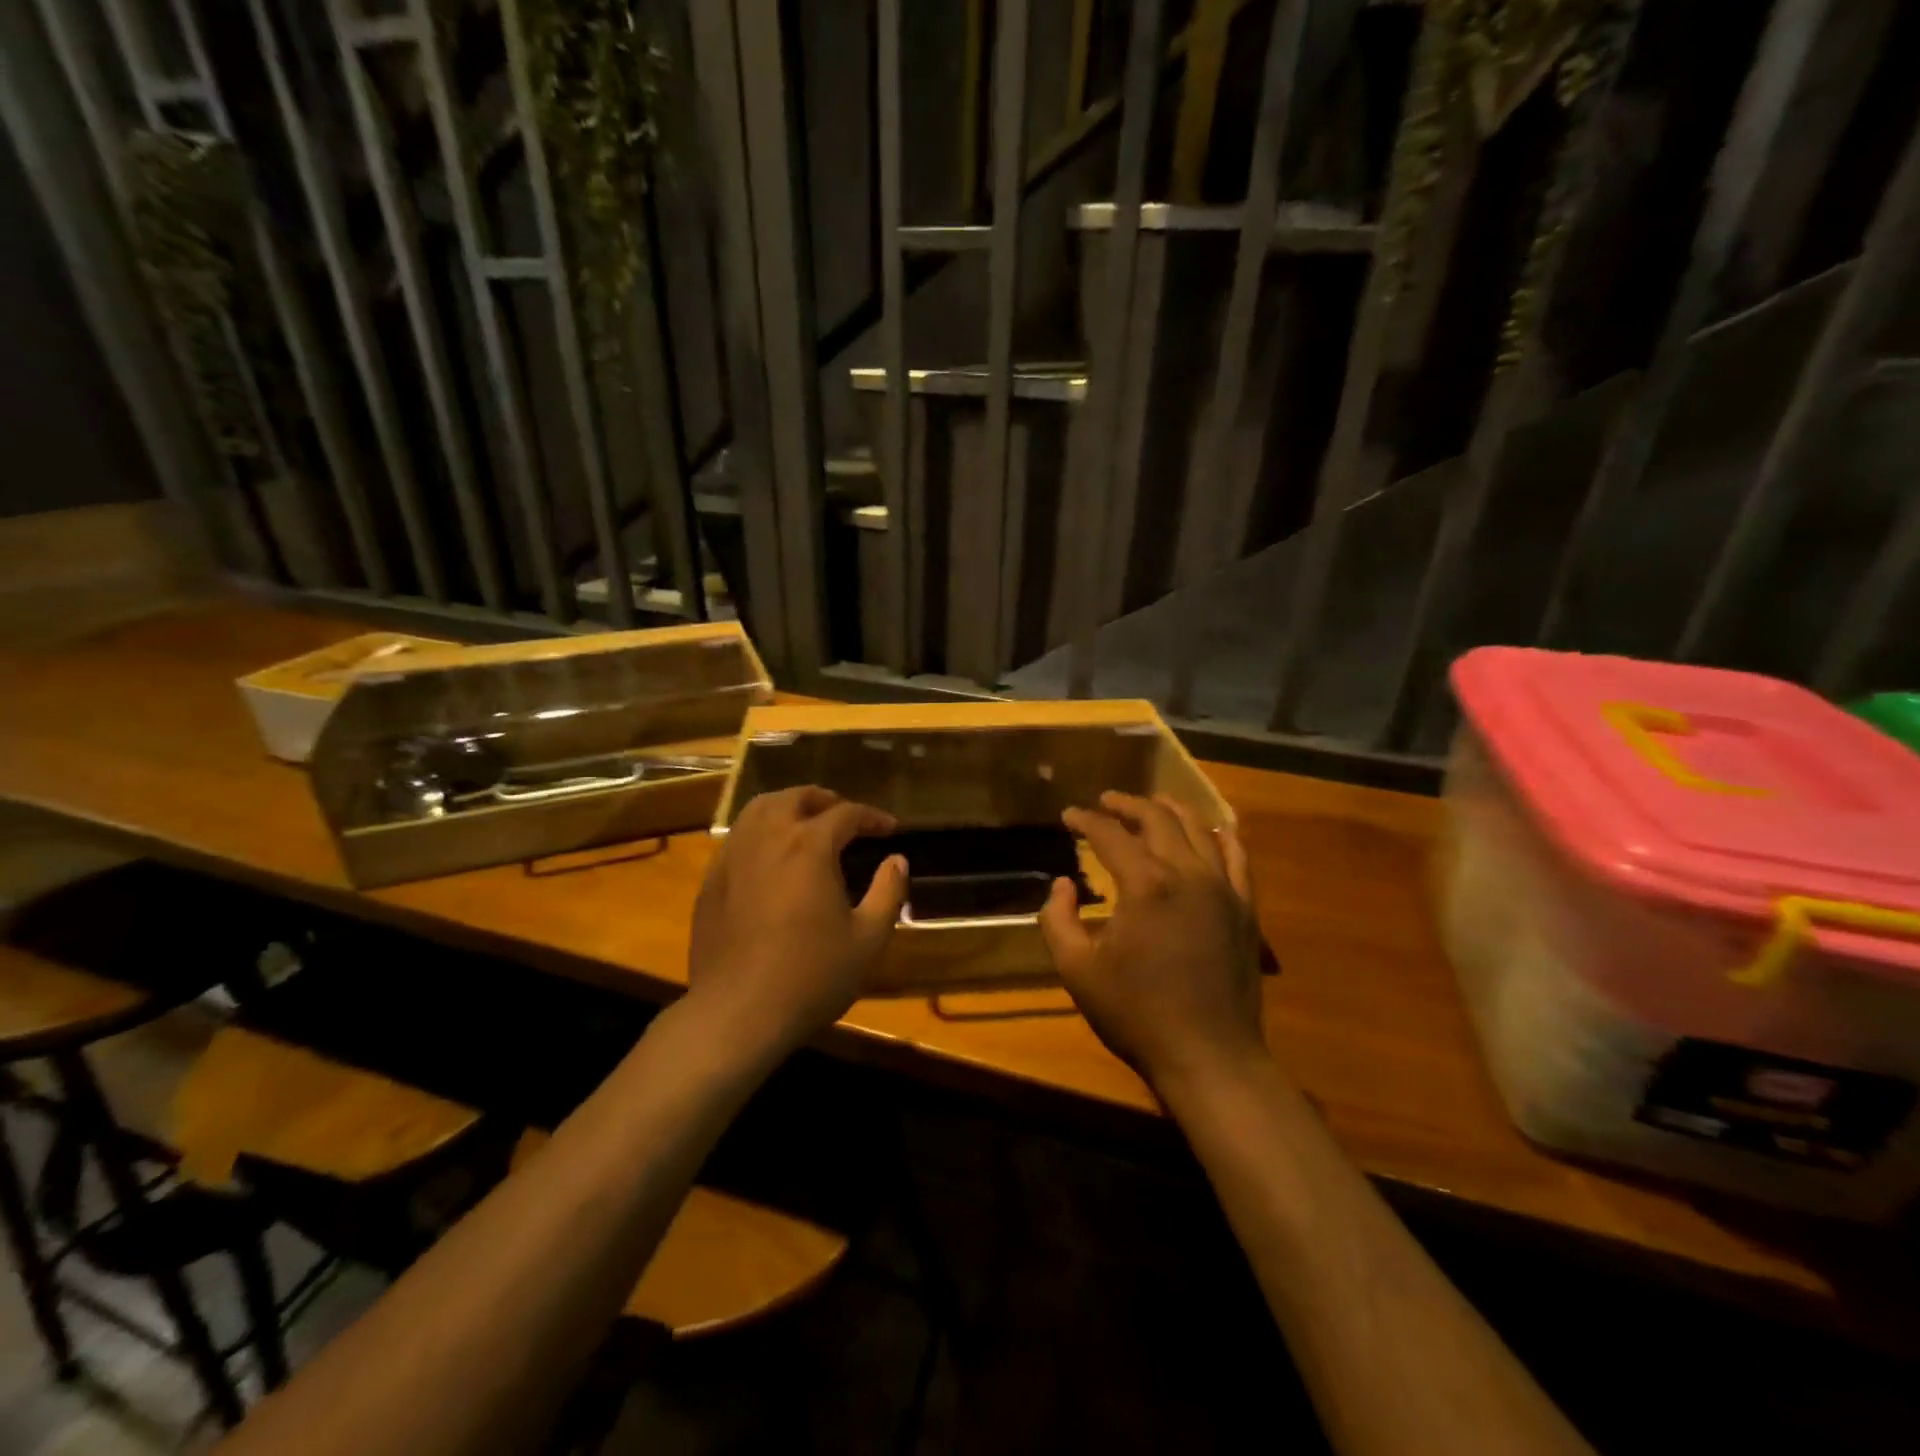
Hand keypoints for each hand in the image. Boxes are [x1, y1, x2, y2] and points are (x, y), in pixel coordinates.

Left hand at [687, 786, 907, 1054]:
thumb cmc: (811, 975)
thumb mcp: (867, 938)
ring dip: (787, 807)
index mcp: (809, 846)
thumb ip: (888, 892)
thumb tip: (898, 859)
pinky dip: (759, 832)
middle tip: (844, 816)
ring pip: (758, 810)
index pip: (846, 814)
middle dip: (824, 800)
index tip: (889, 829)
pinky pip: (737, 838)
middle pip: (795, 798)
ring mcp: (733, 857)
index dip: (872, 817)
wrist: (737, 1013)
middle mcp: (768, 838)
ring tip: (804, 823)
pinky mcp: (711, 881)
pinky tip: (769, 858)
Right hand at [1041, 792, 1266, 1094]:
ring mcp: (1223, 888)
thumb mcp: (1077, 971)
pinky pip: (1238, 856)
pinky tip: (1212, 829)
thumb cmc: (1136, 1014)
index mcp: (1145, 885)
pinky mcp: (1245, 908)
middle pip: (1157, 819)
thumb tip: (1062, 884)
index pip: (1111, 835)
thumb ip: (1058, 920)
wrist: (1209, 1056)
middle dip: (1127, 804)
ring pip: (1199, 828)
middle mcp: (1187, 874)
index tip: (1068, 816)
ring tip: (1153, 803)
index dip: (1086, 820)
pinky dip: (1221, 835)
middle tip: (1106, 801)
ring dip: (1171, 810)